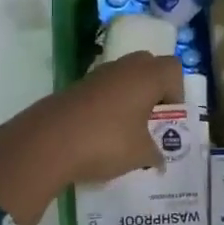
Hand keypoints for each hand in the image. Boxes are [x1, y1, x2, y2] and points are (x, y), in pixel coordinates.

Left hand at [0, 53, 183, 224]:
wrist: (47, 142)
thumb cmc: (105, 142)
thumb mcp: (140, 154)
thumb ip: (155, 153)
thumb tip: (159, 158)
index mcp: (146, 76)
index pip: (173, 69)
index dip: (176, 92)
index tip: (168, 119)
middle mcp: (123, 68)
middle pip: (148, 66)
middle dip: (153, 89)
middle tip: (150, 119)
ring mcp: (96, 75)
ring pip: (122, 77)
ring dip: (129, 97)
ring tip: (125, 130)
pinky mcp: (75, 87)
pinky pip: (101, 89)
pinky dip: (107, 104)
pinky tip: (100, 133)